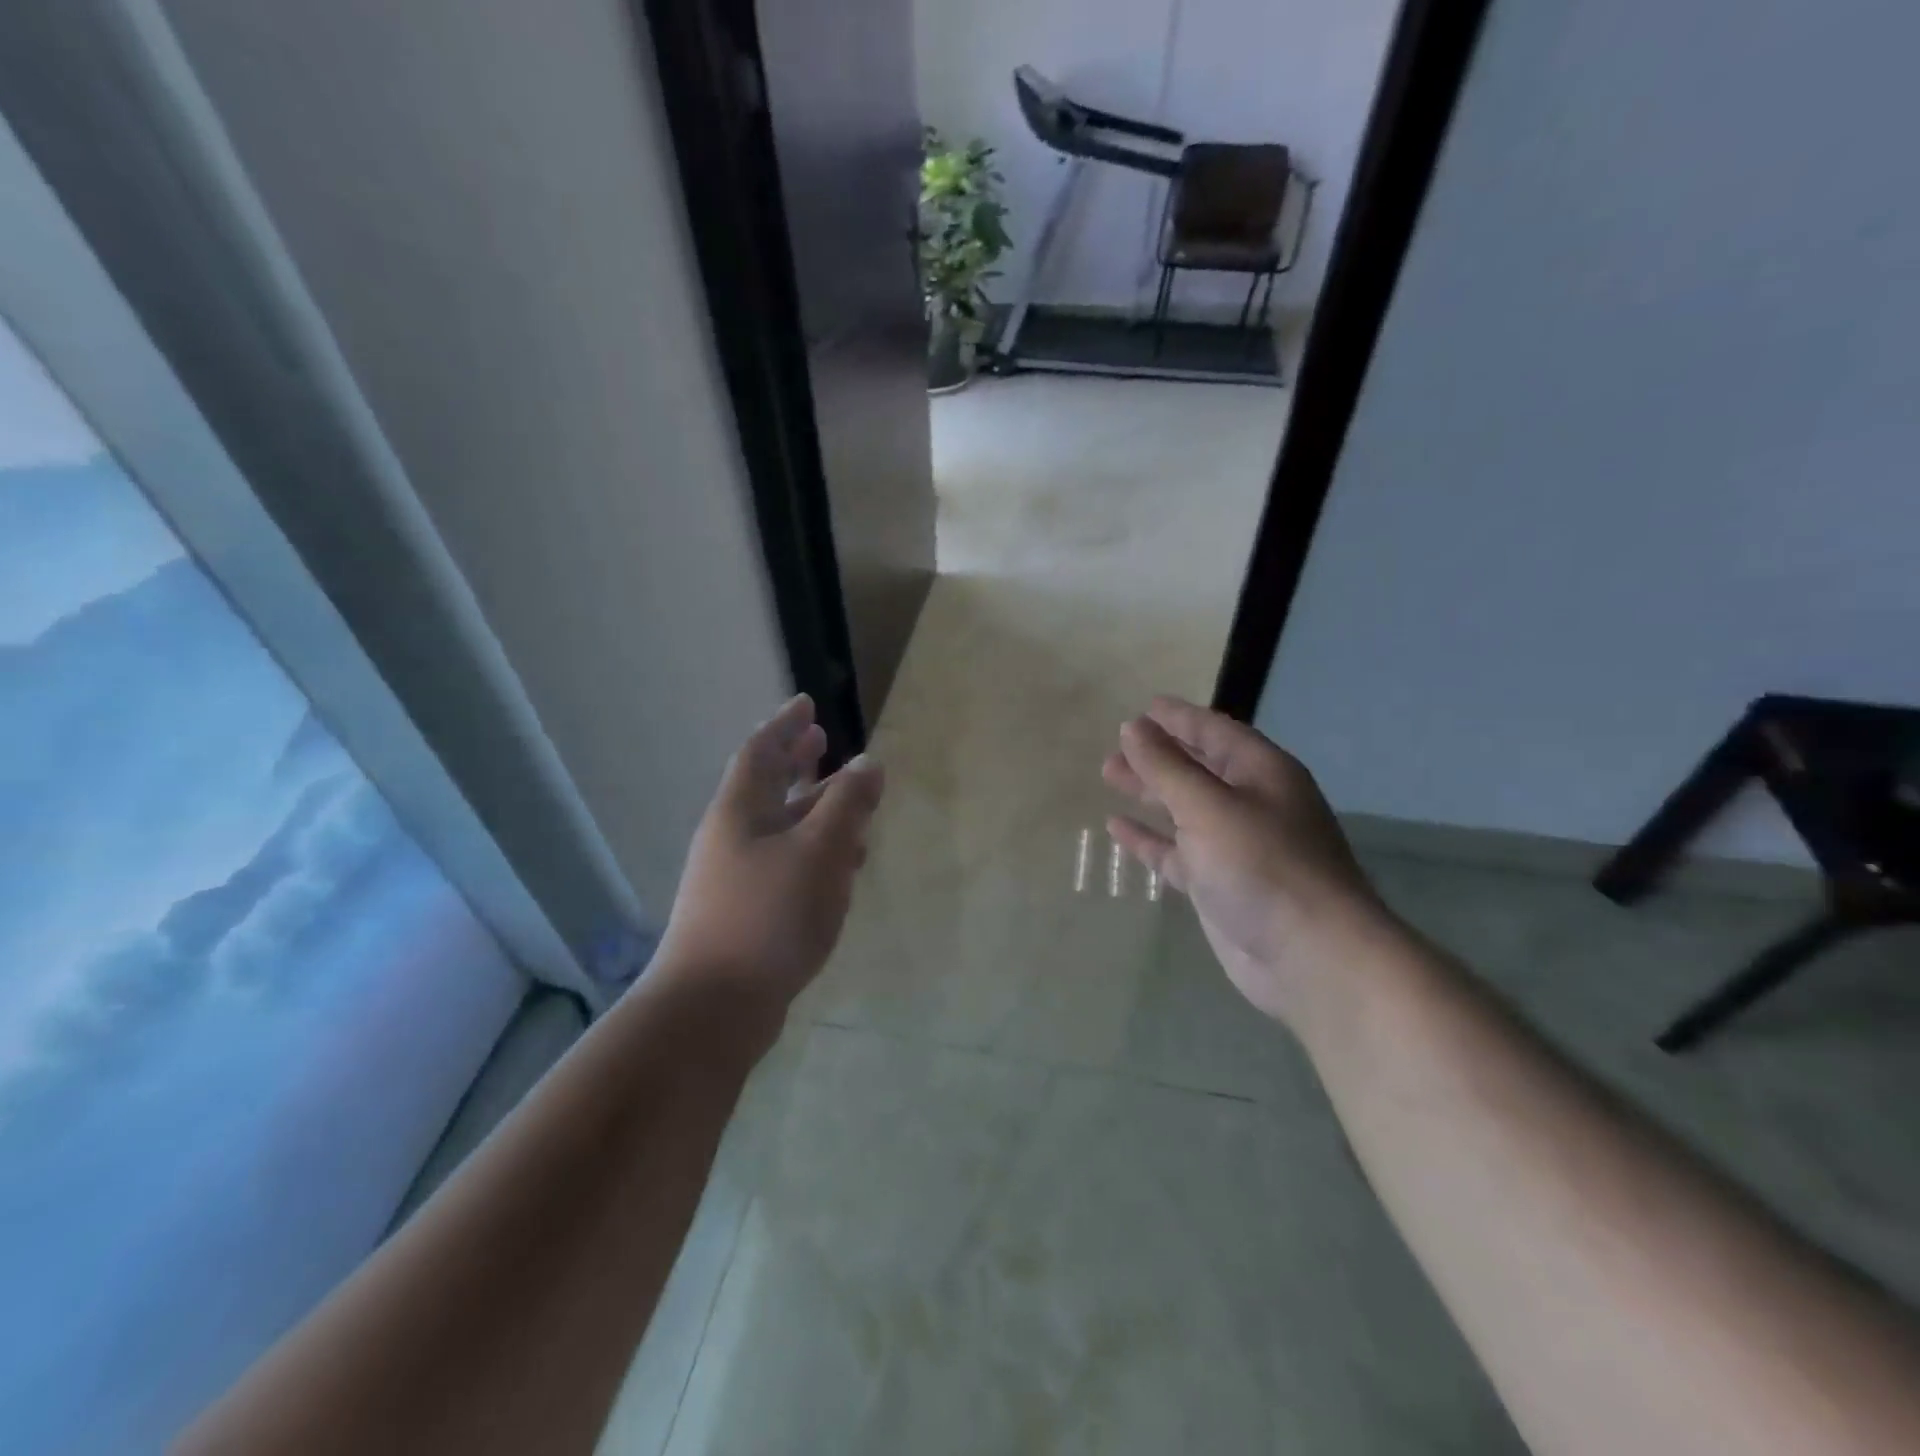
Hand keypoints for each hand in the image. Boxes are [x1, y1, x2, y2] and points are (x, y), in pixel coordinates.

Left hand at [656, 694, 884, 1009]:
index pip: (761, 751)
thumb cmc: (768, 915)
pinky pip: (786, 864)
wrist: (715, 1006)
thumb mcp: (819, 851)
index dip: (785, 725)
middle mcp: (733, 837)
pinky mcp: (748, 912)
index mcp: (741, 811)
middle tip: (822, 742)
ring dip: (813, 810)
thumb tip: (868, 762)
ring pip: (780, 828)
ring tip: (848, 802)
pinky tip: (843, 868)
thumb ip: (847, 804)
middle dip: (796, 762)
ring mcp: (736, 877)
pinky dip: (815, 853)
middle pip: (767, 787)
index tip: (807, 703)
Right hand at [1103, 696, 1390, 1028]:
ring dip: (1150, 792)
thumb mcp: (1208, 806)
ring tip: (1110, 776)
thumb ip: (1166, 767)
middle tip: (1115, 747)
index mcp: (1261, 773)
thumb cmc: (1262, 865)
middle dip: (1158, 755)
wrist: (1309, 955)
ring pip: (1184, 808)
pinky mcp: (1220, 883)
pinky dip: (1150, 838)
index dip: (1179, 718)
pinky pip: (1177, 851)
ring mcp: (1236, 846)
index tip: (1143, 708)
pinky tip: (1118, 828)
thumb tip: (1132, 727)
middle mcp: (1251, 803)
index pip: (1215, 731)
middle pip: (1198, 767)